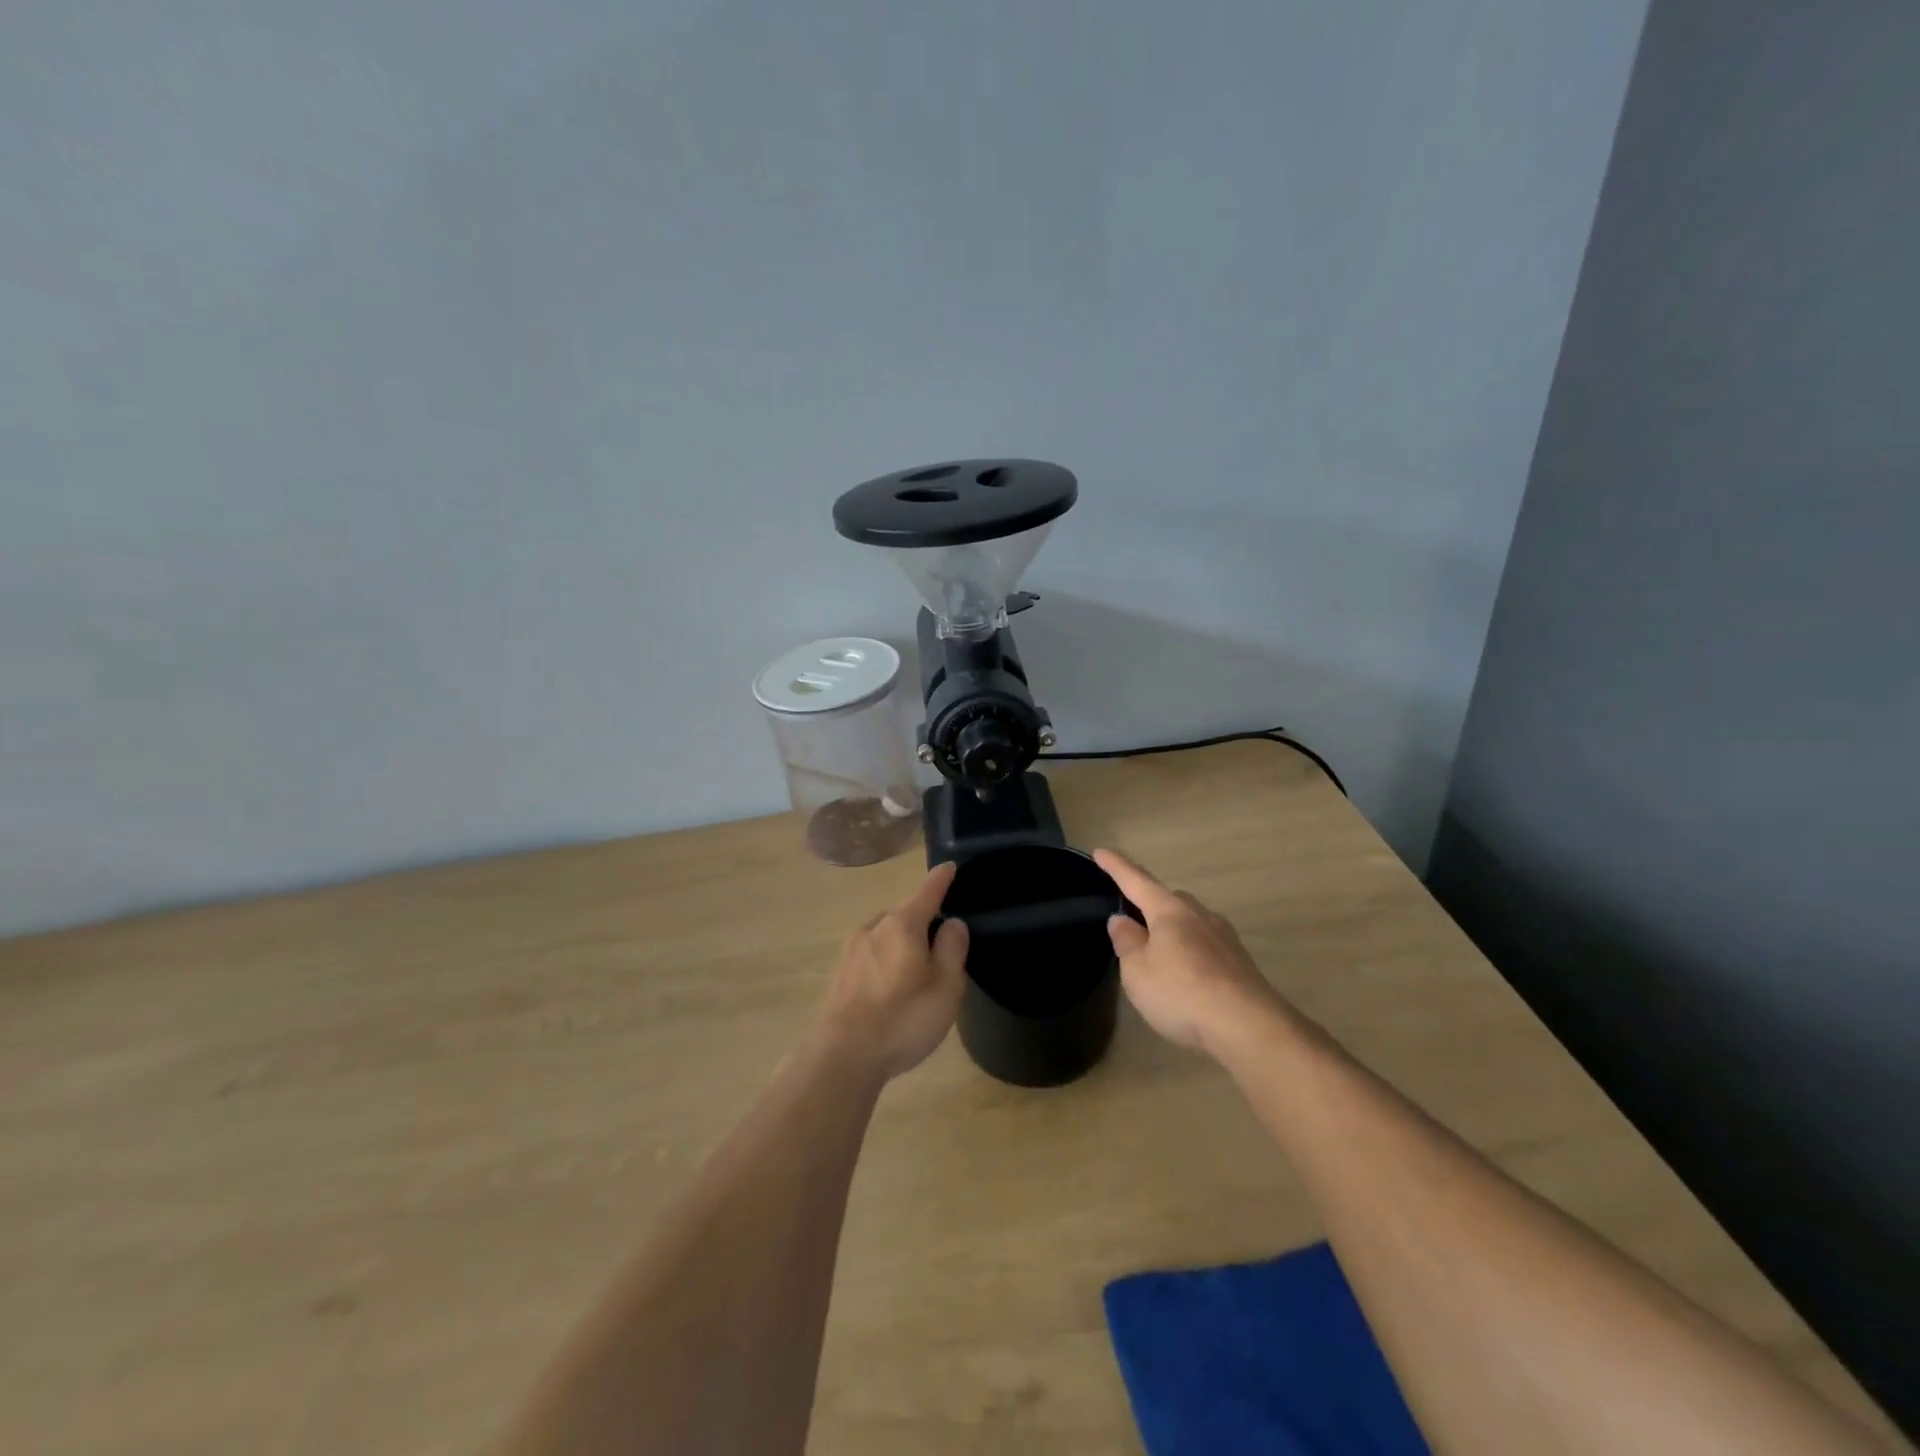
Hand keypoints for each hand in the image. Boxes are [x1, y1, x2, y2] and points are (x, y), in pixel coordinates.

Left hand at [814, 862, 969, 1080]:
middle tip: (941, 952)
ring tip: (915, 978)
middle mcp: (874, 929)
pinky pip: (870, 959)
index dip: (941, 880)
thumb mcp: (945, 987)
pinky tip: (890, 994)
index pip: (927, 892)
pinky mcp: (838, 976)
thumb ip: (952, 949)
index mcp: (902, 925)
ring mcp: (851, 952)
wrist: (841, 1057)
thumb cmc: (902, 1018)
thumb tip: (952, 923)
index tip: (949, 866)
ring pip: (885, 938)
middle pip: (905, 917)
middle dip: (922, 925)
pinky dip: (884, 966)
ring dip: (901, 948)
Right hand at [1094, 849, 1295, 1058]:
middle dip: (1150, 904)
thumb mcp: (1137, 971)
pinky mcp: (1240, 963)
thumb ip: (1127, 942)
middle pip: (1170, 900)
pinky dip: (1191, 954)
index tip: (1100, 852)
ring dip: (1173, 933)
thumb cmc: (1181, 992)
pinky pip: (1206, 947)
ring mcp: (1225, 938)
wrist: (1249, 1027)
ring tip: (1159, 956)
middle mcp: (1199, 915)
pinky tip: (1187, 978)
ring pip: (1191, 923)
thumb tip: (1122, 919)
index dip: (1116, 867)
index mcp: (1170, 911)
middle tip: (1133, 920)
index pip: (1136, 881)